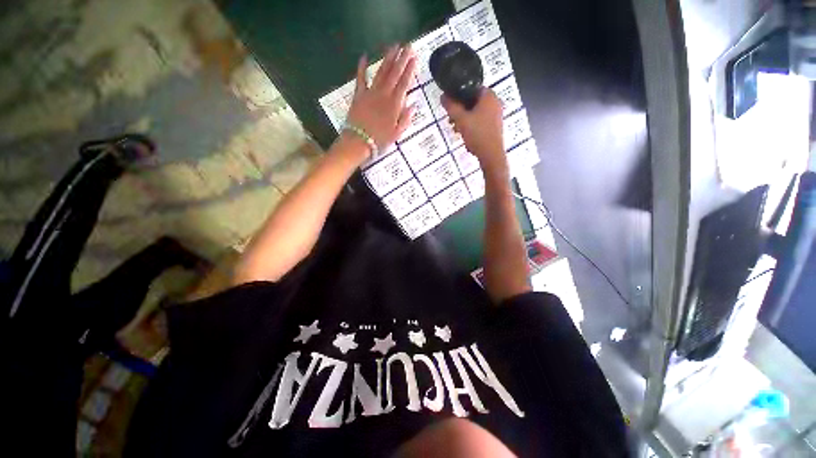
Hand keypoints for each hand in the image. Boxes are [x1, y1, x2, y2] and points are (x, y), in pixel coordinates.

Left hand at [345, 45, 416, 150]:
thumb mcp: (397, 133)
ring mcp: (370, 93)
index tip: (414, 57)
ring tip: (393, 46)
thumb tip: (413, 105)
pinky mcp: (359, 94)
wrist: (358, 142)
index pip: (404, 83)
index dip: (410, 69)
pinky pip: (360, 78)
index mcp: (395, 105)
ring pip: (381, 72)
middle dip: (401, 58)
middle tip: (407, 45)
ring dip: (387, 58)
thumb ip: (405, 119)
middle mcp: (384, 94)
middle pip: (394, 73)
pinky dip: (362, 67)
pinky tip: (364, 56)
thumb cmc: (379, 140)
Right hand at [442, 89, 504, 169]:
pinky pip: (481, 121)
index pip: (471, 88)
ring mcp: (496, 115)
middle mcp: (495, 102)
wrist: (491, 155)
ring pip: (476, 113)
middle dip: (461, 111)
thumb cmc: (477, 134)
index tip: (451, 106)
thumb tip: (443, 96)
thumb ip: (451, 107)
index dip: (459, 95)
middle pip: (473, 102)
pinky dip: (472, 126)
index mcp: (489, 96)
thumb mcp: (461, 119)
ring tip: (456, 129)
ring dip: (464, 120)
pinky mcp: (495, 127)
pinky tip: (465, 135)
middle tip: (452, 120)